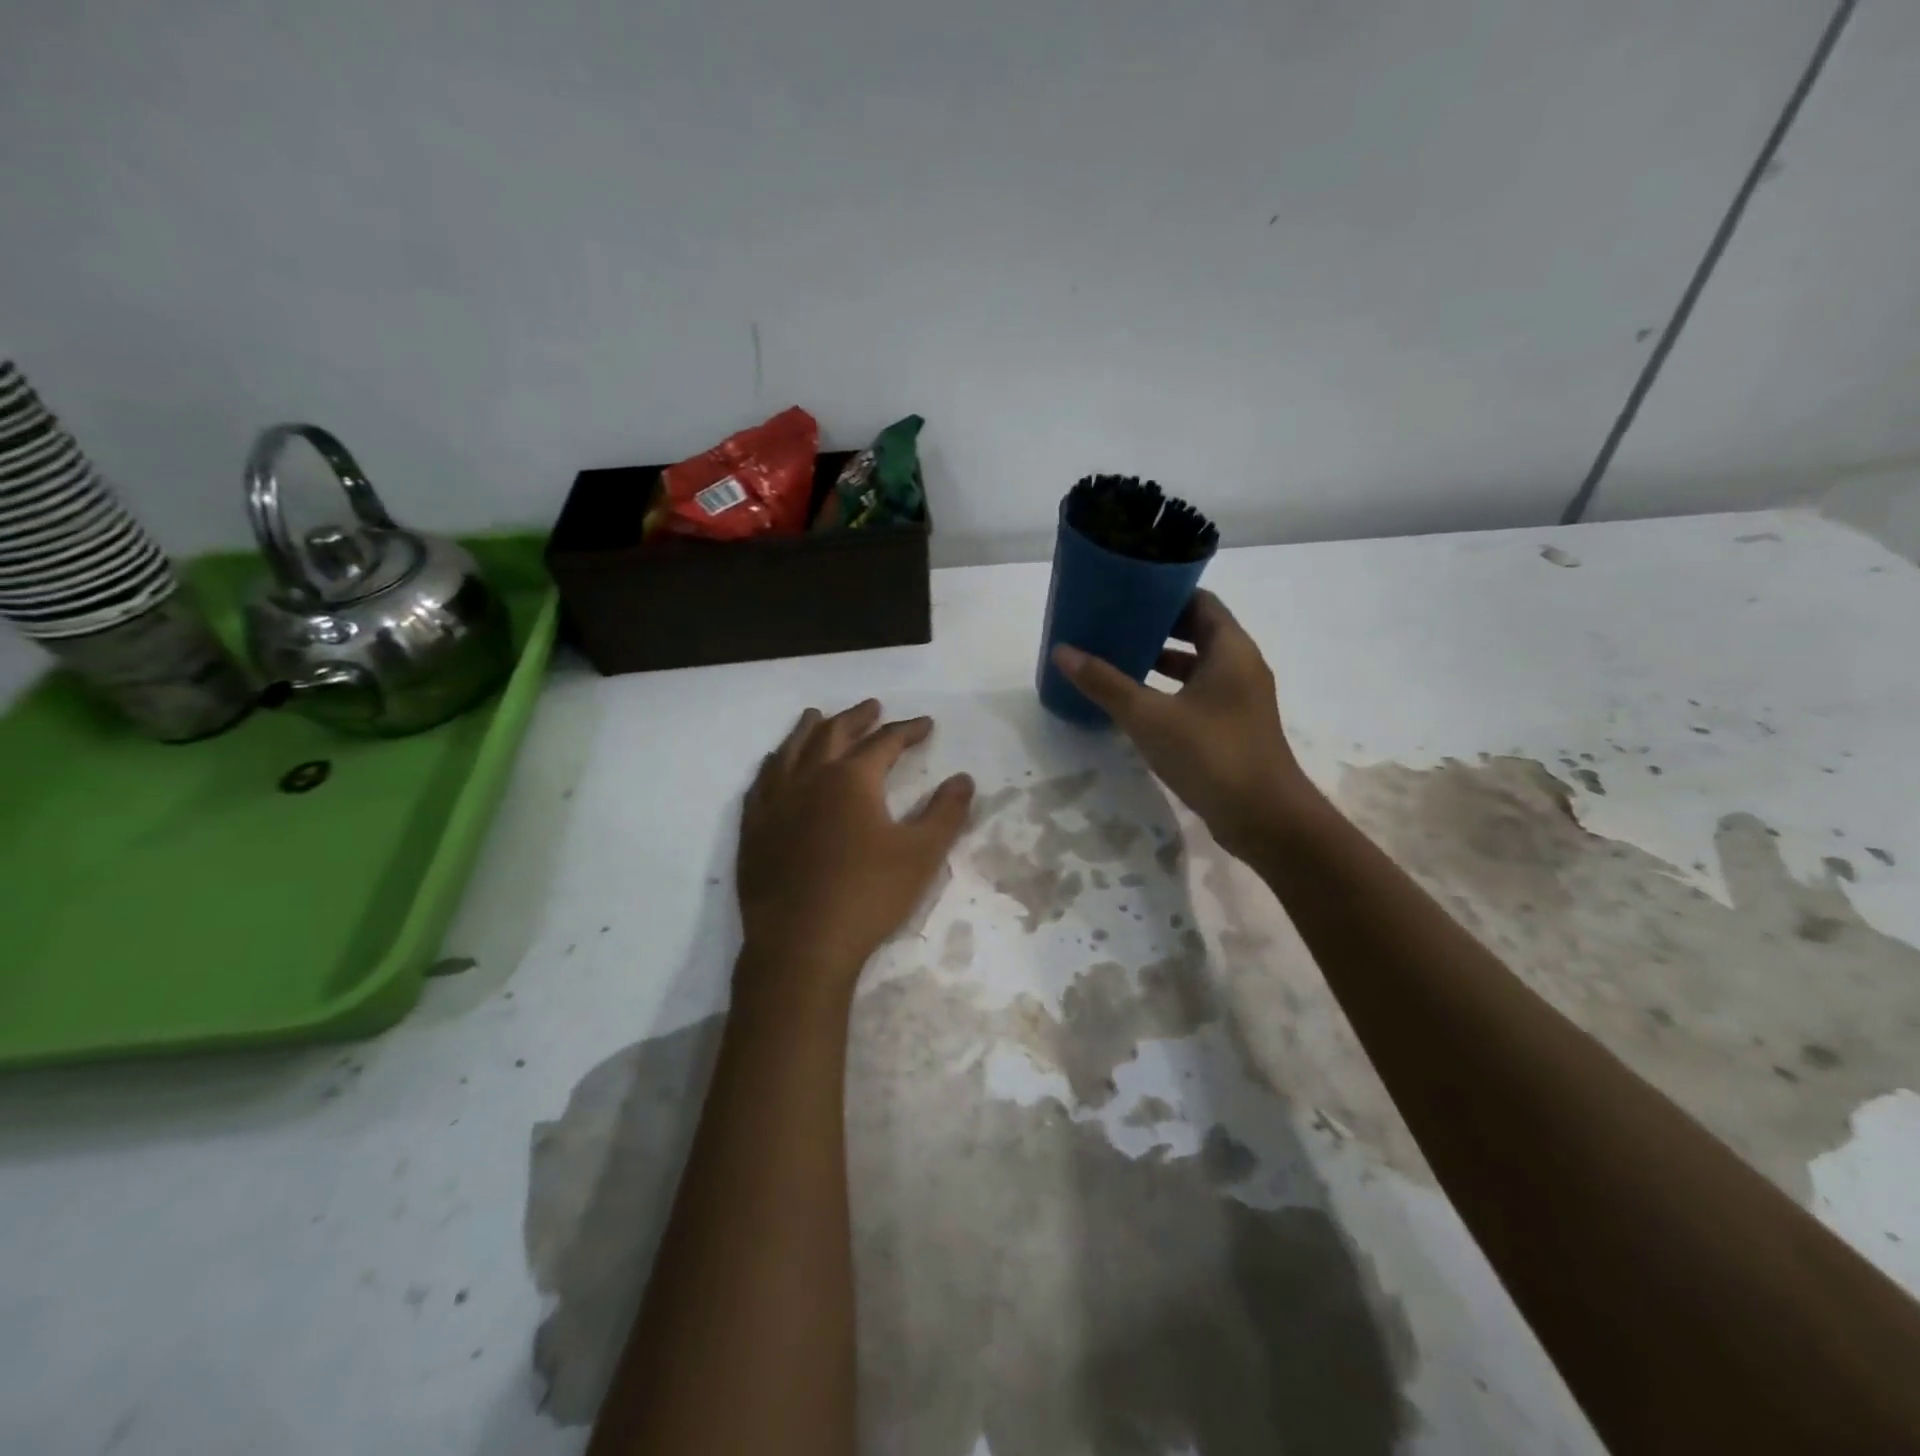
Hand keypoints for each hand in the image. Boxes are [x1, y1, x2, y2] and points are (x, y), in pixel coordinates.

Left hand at [736, 700, 974, 1007]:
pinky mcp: (753, 828)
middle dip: (856, 717)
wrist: (801, 945)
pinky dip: (774, 764)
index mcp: (852, 779)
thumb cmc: (868, 896)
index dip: (907, 730)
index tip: (924, 724)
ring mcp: (775, 802)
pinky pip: (761, 782)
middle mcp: (809, 778)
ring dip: (809, 729)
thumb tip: (964, 778)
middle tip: (872, 706)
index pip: (884, 742)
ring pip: (791, 750)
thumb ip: (946, 812)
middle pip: (833, 733)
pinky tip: (774, 765)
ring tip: (817, 715)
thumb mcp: (921, 855)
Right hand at [1051, 591, 1311, 856]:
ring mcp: (1240, 699)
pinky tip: (1137, 704)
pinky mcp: (1233, 727)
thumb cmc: (1210, 754)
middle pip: (1198, 631)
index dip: (1164, 594)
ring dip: (1161, 660)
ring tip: (1118, 658)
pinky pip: (1198, 694)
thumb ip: (1106, 683)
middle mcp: (1241, 666)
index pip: (1199, 601)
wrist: (1265, 818)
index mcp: (1230, 649)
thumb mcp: (1149, 717)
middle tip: (1113, 623)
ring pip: (1197, 666)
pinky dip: (1170, 690)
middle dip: (1156, 627)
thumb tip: (1063, 651)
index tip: (1126, 593)